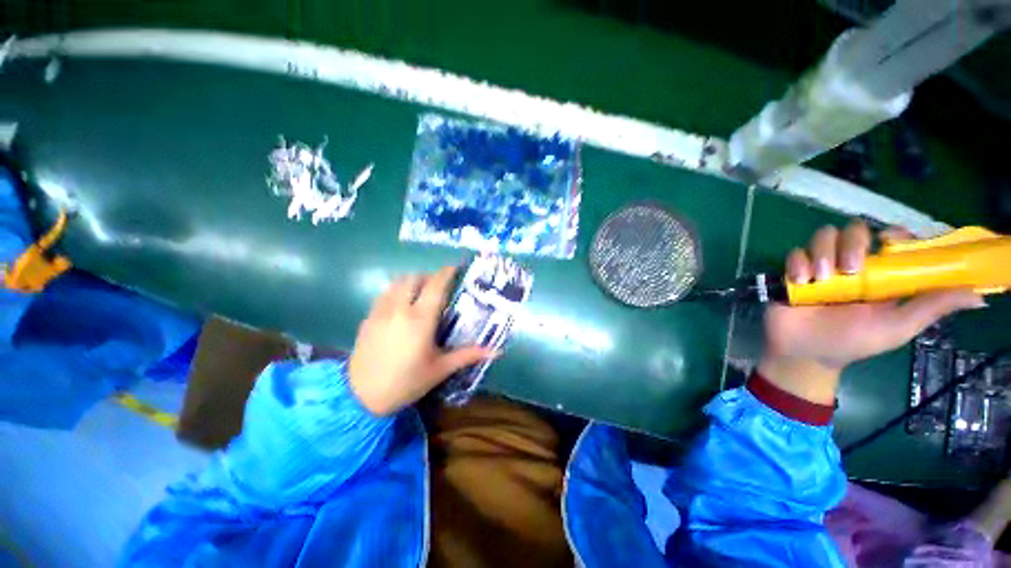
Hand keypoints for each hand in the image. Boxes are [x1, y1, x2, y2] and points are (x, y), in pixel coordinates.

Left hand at [348, 266, 495, 415]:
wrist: (360, 396)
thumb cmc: (406, 382)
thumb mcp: (440, 369)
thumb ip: (468, 355)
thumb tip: (496, 351)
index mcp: (420, 319)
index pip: (436, 285)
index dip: (447, 272)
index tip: (456, 268)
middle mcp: (400, 309)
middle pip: (414, 277)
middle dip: (429, 277)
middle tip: (439, 287)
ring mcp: (381, 311)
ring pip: (397, 282)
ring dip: (412, 281)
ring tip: (421, 293)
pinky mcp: (368, 317)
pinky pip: (385, 293)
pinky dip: (397, 291)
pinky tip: (401, 305)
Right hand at [759, 221, 985, 403]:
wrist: (804, 352)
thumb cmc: (853, 342)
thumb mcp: (897, 327)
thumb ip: (931, 308)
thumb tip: (978, 295)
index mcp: (881, 273)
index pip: (891, 238)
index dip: (893, 233)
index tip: (890, 243)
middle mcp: (852, 263)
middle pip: (855, 229)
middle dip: (852, 244)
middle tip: (850, 271)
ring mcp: (821, 265)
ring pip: (823, 235)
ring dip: (822, 253)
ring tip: (819, 279)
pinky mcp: (794, 271)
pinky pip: (794, 253)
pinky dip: (797, 263)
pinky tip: (800, 281)